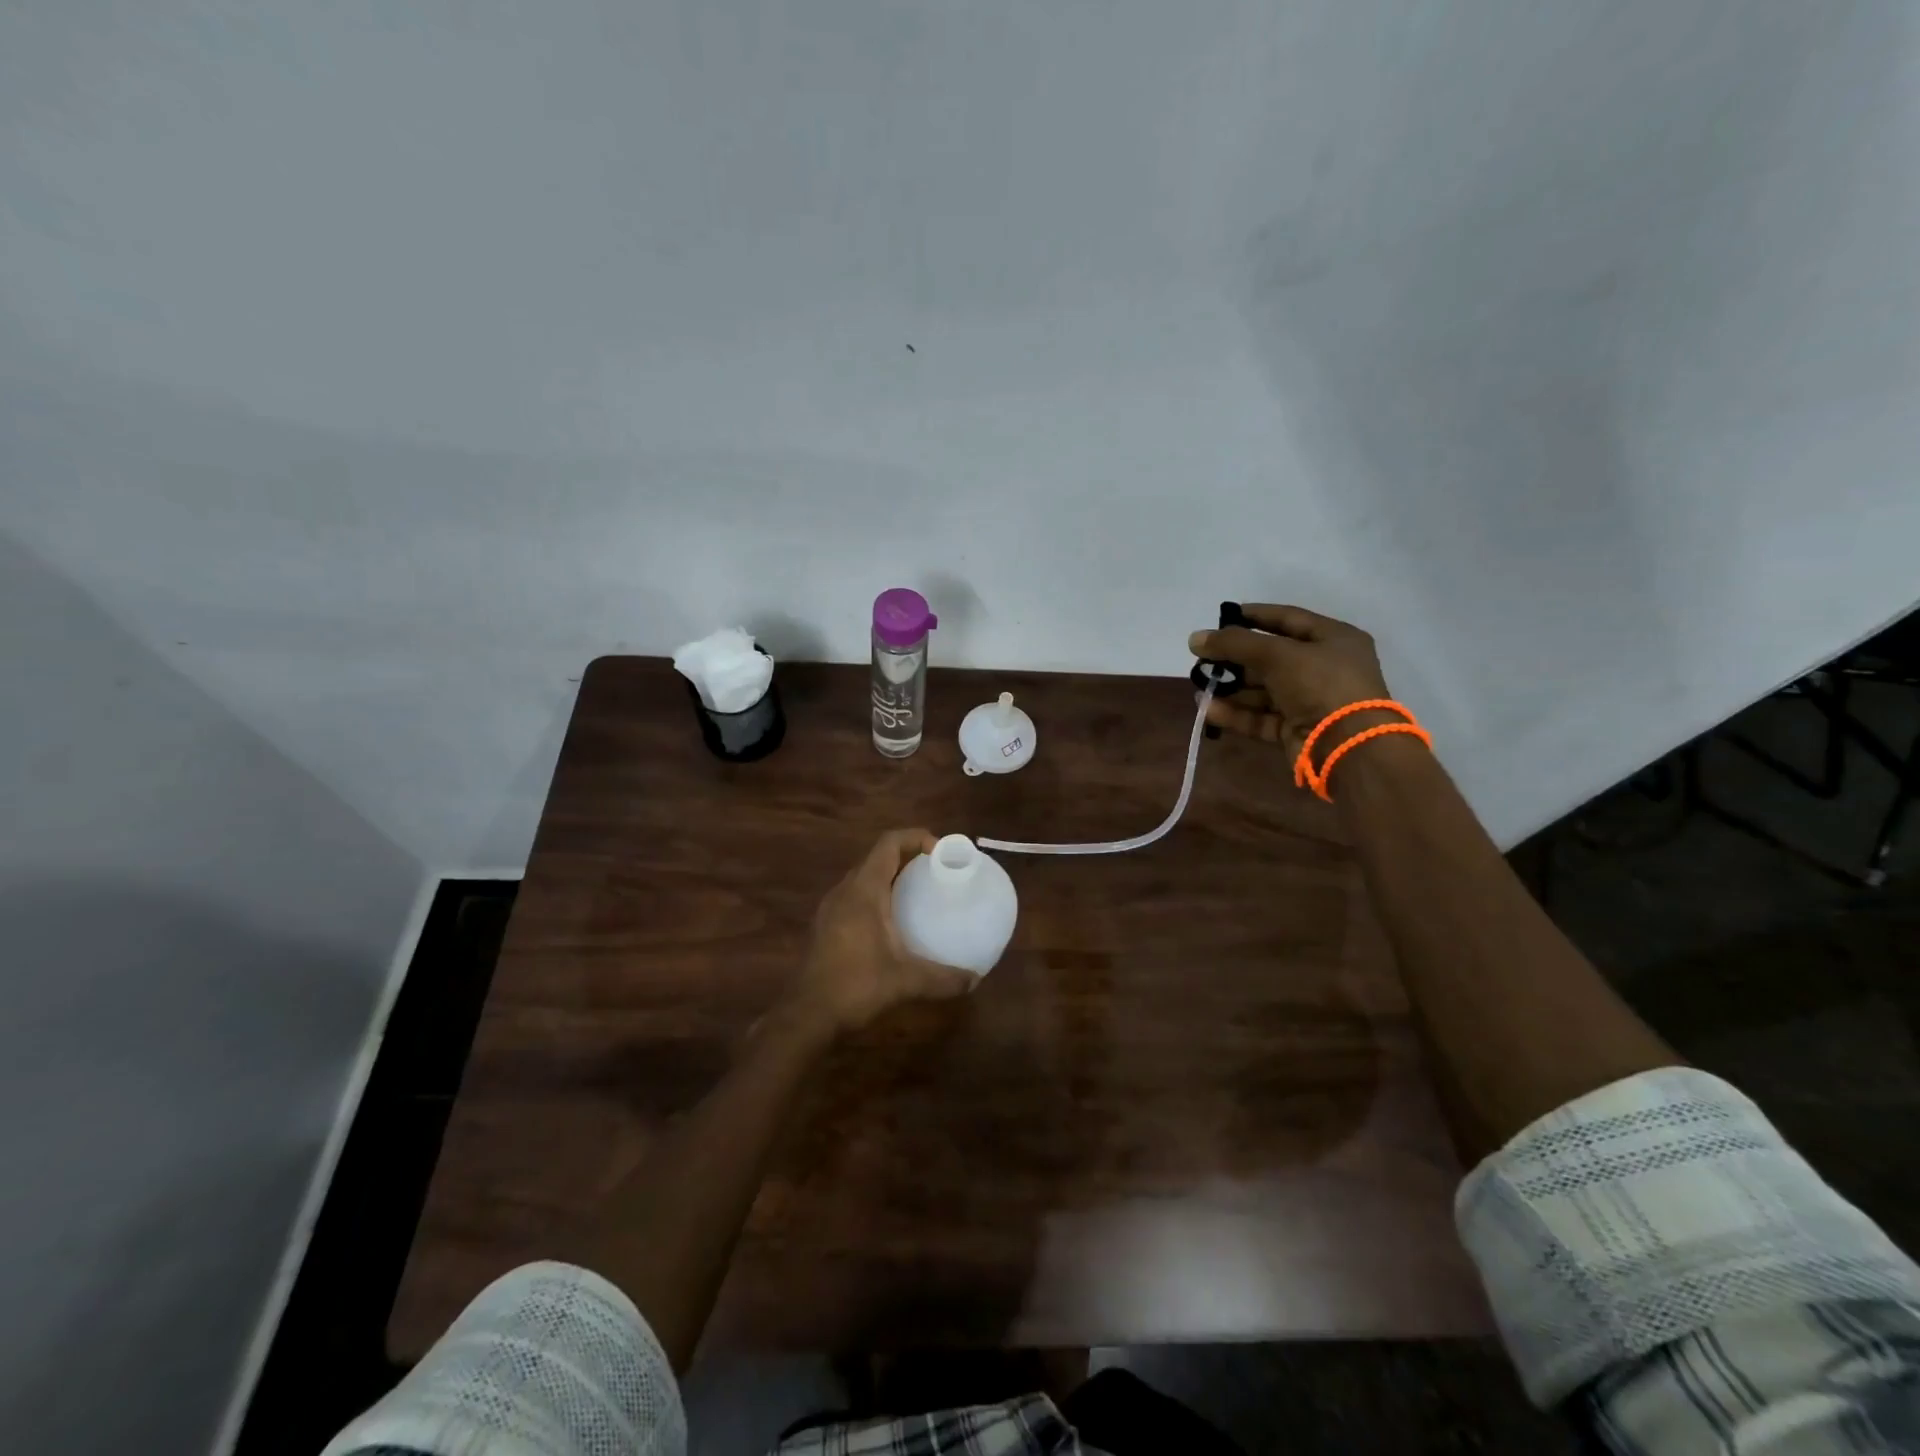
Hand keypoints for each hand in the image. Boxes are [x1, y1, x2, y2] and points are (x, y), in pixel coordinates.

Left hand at [789, 828, 977, 1034]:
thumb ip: (943, 978)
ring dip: (890, 876)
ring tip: (919, 892)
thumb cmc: (855, 987)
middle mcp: (844, 891)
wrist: (807, 1016)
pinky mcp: (825, 926)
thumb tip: (975, 978)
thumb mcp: (906, 981)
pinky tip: (892, 922)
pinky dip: (877, 895)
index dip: (916, 837)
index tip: (942, 851)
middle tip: (936, 871)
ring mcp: (830, 908)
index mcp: (863, 890)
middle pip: (877, 857)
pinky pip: (854, 895)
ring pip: (864, 877)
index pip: (889, 843)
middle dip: (907, 856)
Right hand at [1188, 604, 1391, 758]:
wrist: (1347, 744)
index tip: (1224, 615)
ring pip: (1263, 690)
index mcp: (1333, 639)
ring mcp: (1311, 701)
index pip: (1288, 619)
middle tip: (1203, 657)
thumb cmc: (1320, 684)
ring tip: (1200, 686)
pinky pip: (1261, 717)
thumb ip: (1234, 643)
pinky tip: (1207, 709)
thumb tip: (1194, 638)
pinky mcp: (1297, 730)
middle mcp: (1324, 668)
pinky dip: (1236, 713)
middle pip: (1271, 657)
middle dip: (1235, 658)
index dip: (1256, 616)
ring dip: (1231, 688)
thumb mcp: (1277, 654)